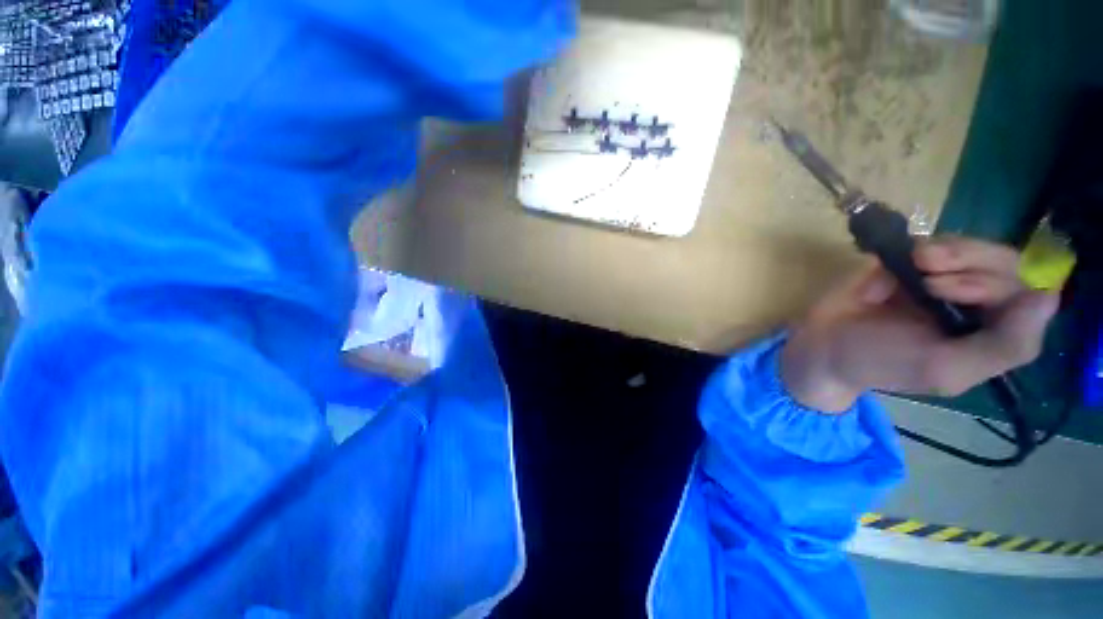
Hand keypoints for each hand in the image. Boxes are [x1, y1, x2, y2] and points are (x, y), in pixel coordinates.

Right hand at [781, 237, 1059, 412]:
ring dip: (951, 249)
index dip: (1001, 282)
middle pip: (1004, 264)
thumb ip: (1002, 346)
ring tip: (919, 260)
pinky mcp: (909, 266)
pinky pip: (934, 243)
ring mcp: (941, 281)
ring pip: (973, 248)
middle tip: (929, 272)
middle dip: (973, 261)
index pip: (1026, 296)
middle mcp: (974, 305)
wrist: (822, 344)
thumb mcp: (944, 369)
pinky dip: (924, 245)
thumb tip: (1048, 298)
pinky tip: (905, 258)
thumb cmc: (880, 363)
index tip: (953, 289)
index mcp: (989, 335)